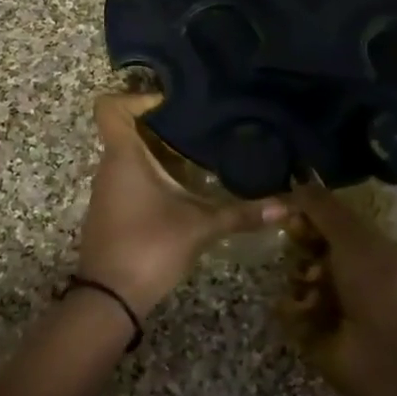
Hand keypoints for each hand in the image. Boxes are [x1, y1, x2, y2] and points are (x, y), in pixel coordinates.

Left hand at [78, 92, 285, 317]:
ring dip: (159, 151)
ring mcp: (108, 189)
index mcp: (124, 156)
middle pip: (127, 129)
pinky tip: (183, 186)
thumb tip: (288, 205)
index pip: (110, 107)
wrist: (110, 299)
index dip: (135, 97)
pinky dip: (153, 173)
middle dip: (162, 125)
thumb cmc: (149, 247)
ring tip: (199, 152)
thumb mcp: (201, 226)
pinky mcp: (112, 210)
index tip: (170, 103)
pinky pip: (130, 177)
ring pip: (130, 155)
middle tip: (200, 125)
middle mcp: (110, 166)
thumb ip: (242, 213)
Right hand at [280, 184, 396, 395]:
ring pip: (301, 280)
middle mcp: (358, 279)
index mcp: (375, 252)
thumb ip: (323, 207)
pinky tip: (302, 310)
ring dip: (299, 278)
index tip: (295, 215)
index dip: (313, 218)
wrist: (387, 357)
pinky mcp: (318, 337)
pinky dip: (294, 309)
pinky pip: (293, 312)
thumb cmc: (378, 286)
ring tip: (308, 288)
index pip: (336, 227)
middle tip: (296, 246)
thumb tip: (299, 179)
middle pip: (315, 251)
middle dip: (302, 247)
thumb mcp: (352, 235)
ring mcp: (338, 310)